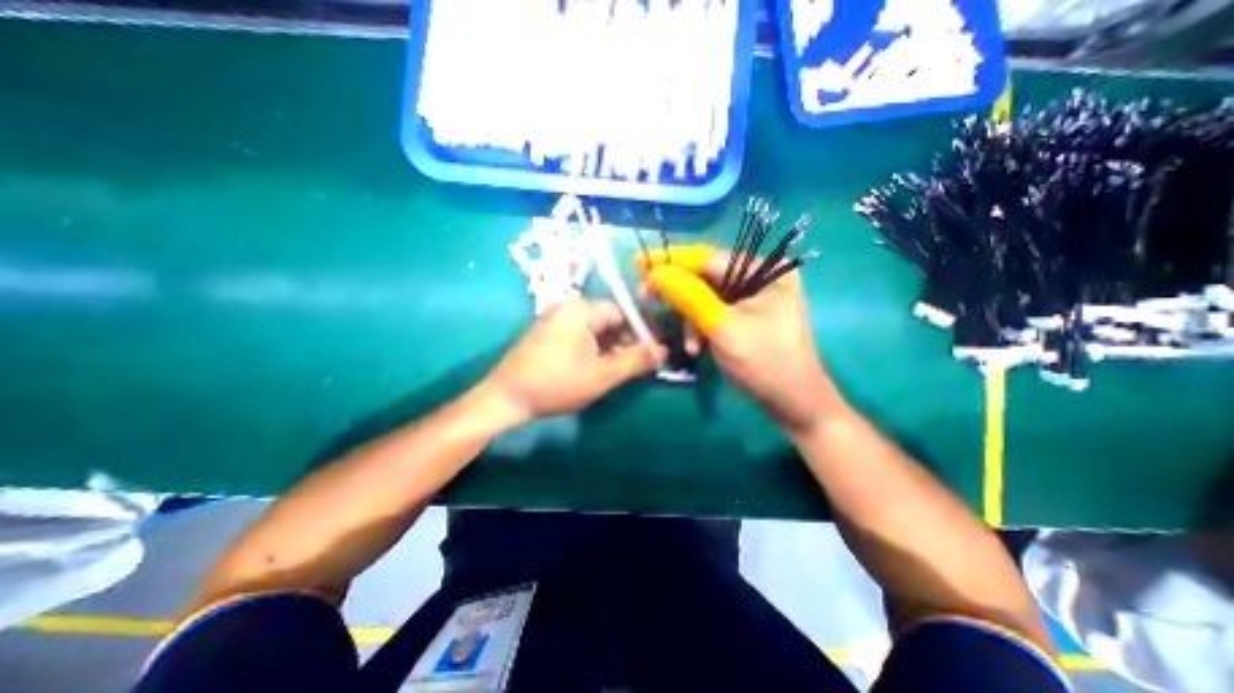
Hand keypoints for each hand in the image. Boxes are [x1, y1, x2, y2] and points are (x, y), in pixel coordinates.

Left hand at [487, 299, 671, 425]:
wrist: (506, 398)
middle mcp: (569, 309)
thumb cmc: (557, 384)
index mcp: (582, 310)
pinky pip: (583, 337)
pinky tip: (603, 368)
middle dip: (628, 340)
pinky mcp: (551, 336)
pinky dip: (597, 350)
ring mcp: (558, 322)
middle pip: (610, 320)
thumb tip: (664, 351)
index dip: (644, 330)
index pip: (624, 311)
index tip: (658, 348)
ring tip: (625, 369)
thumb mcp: (602, 374)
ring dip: (613, 347)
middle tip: (642, 364)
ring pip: (597, 330)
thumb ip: (636, 361)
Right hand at [637, 245, 837, 436]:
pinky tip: (697, 347)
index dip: (672, 261)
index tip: (639, 263)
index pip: (710, 259)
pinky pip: (712, 310)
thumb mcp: (723, 329)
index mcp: (767, 271)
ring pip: (705, 295)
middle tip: (646, 296)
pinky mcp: (745, 312)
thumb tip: (657, 273)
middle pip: (706, 275)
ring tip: (689, 346)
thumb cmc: (765, 364)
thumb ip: (690, 297)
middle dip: (678, 292)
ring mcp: (753, 295)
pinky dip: (700, 327)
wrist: (792, 403)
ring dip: (690, 318)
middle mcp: (761, 275)